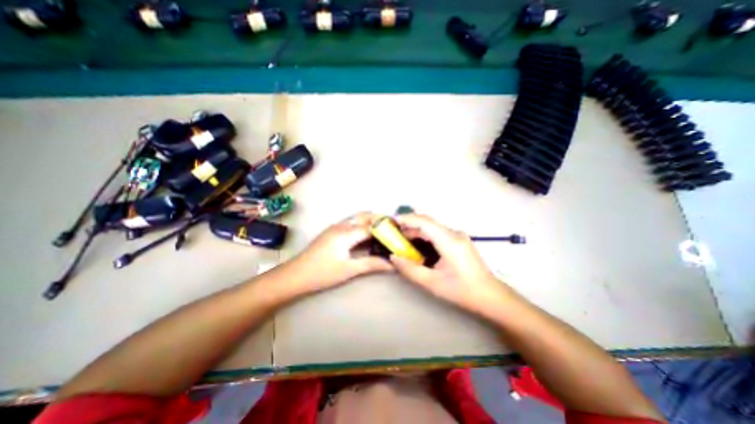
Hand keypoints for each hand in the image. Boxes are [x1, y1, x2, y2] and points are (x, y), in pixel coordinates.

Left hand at [280, 212, 391, 293]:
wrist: (295, 275)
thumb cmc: (322, 273)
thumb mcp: (349, 270)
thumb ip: (372, 264)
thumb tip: (392, 265)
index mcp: (346, 233)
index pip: (371, 226)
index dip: (386, 228)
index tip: (399, 231)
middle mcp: (341, 225)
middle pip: (364, 216)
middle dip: (379, 219)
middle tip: (392, 229)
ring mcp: (335, 227)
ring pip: (357, 218)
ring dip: (370, 221)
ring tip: (383, 232)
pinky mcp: (332, 231)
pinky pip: (351, 223)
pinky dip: (362, 225)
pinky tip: (366, 236)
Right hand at [388, 215, 513, 314]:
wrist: (490, 295)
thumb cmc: (462, 291)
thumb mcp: (432, 283)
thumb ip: (410, 269)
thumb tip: (393, 257)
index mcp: (450, 242)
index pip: (425, 223)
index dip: (408, 219)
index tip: (393, 221)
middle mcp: (454, 234)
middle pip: (428, 222)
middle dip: (410, 225)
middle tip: (394, 232)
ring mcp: (458, 236)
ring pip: (433, 227)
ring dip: (417, 230)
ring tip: (402, 238)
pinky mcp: (459, 240)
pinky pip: (438, 232)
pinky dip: (425, 235)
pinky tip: (417, 243)